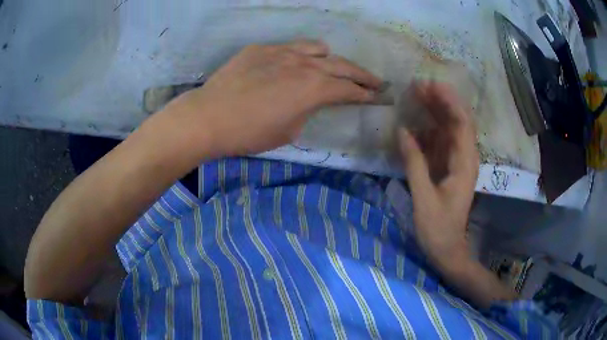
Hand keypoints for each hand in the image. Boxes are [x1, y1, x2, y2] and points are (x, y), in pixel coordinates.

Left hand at [164, 40, 382, 156]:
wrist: (208, 117)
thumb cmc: (249, 133)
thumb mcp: (288, 131)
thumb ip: (307, 111)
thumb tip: (310, 100)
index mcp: (314, 88)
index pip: (350, 89)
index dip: (367, 94)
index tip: (378, 96)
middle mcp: (304, 64)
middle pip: (342, 65)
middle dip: (362, 75)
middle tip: (374, 81)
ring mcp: (282, 52)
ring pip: (318, 48)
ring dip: (331, 60)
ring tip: (331, 68)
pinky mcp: (261, 49)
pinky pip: (290, 47)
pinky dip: (300, 55)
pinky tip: (292, 65)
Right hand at [398, 82, 478, 266]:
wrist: (447, 249)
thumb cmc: (438, 228)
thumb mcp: (424, 197)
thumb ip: (414, 163)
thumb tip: (402, 130)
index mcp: (465, 163)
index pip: (462, 123)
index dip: (448, 101)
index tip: (430, 85)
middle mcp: (465, 158)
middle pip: (458, 121)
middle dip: (441, 101)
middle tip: (418, 86)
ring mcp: (458, 162)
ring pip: (449, 129)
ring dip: (435, 112)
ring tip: (415, 97)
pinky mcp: (449, 168)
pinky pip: (441, 142)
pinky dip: (429, 130)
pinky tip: (415, 124)